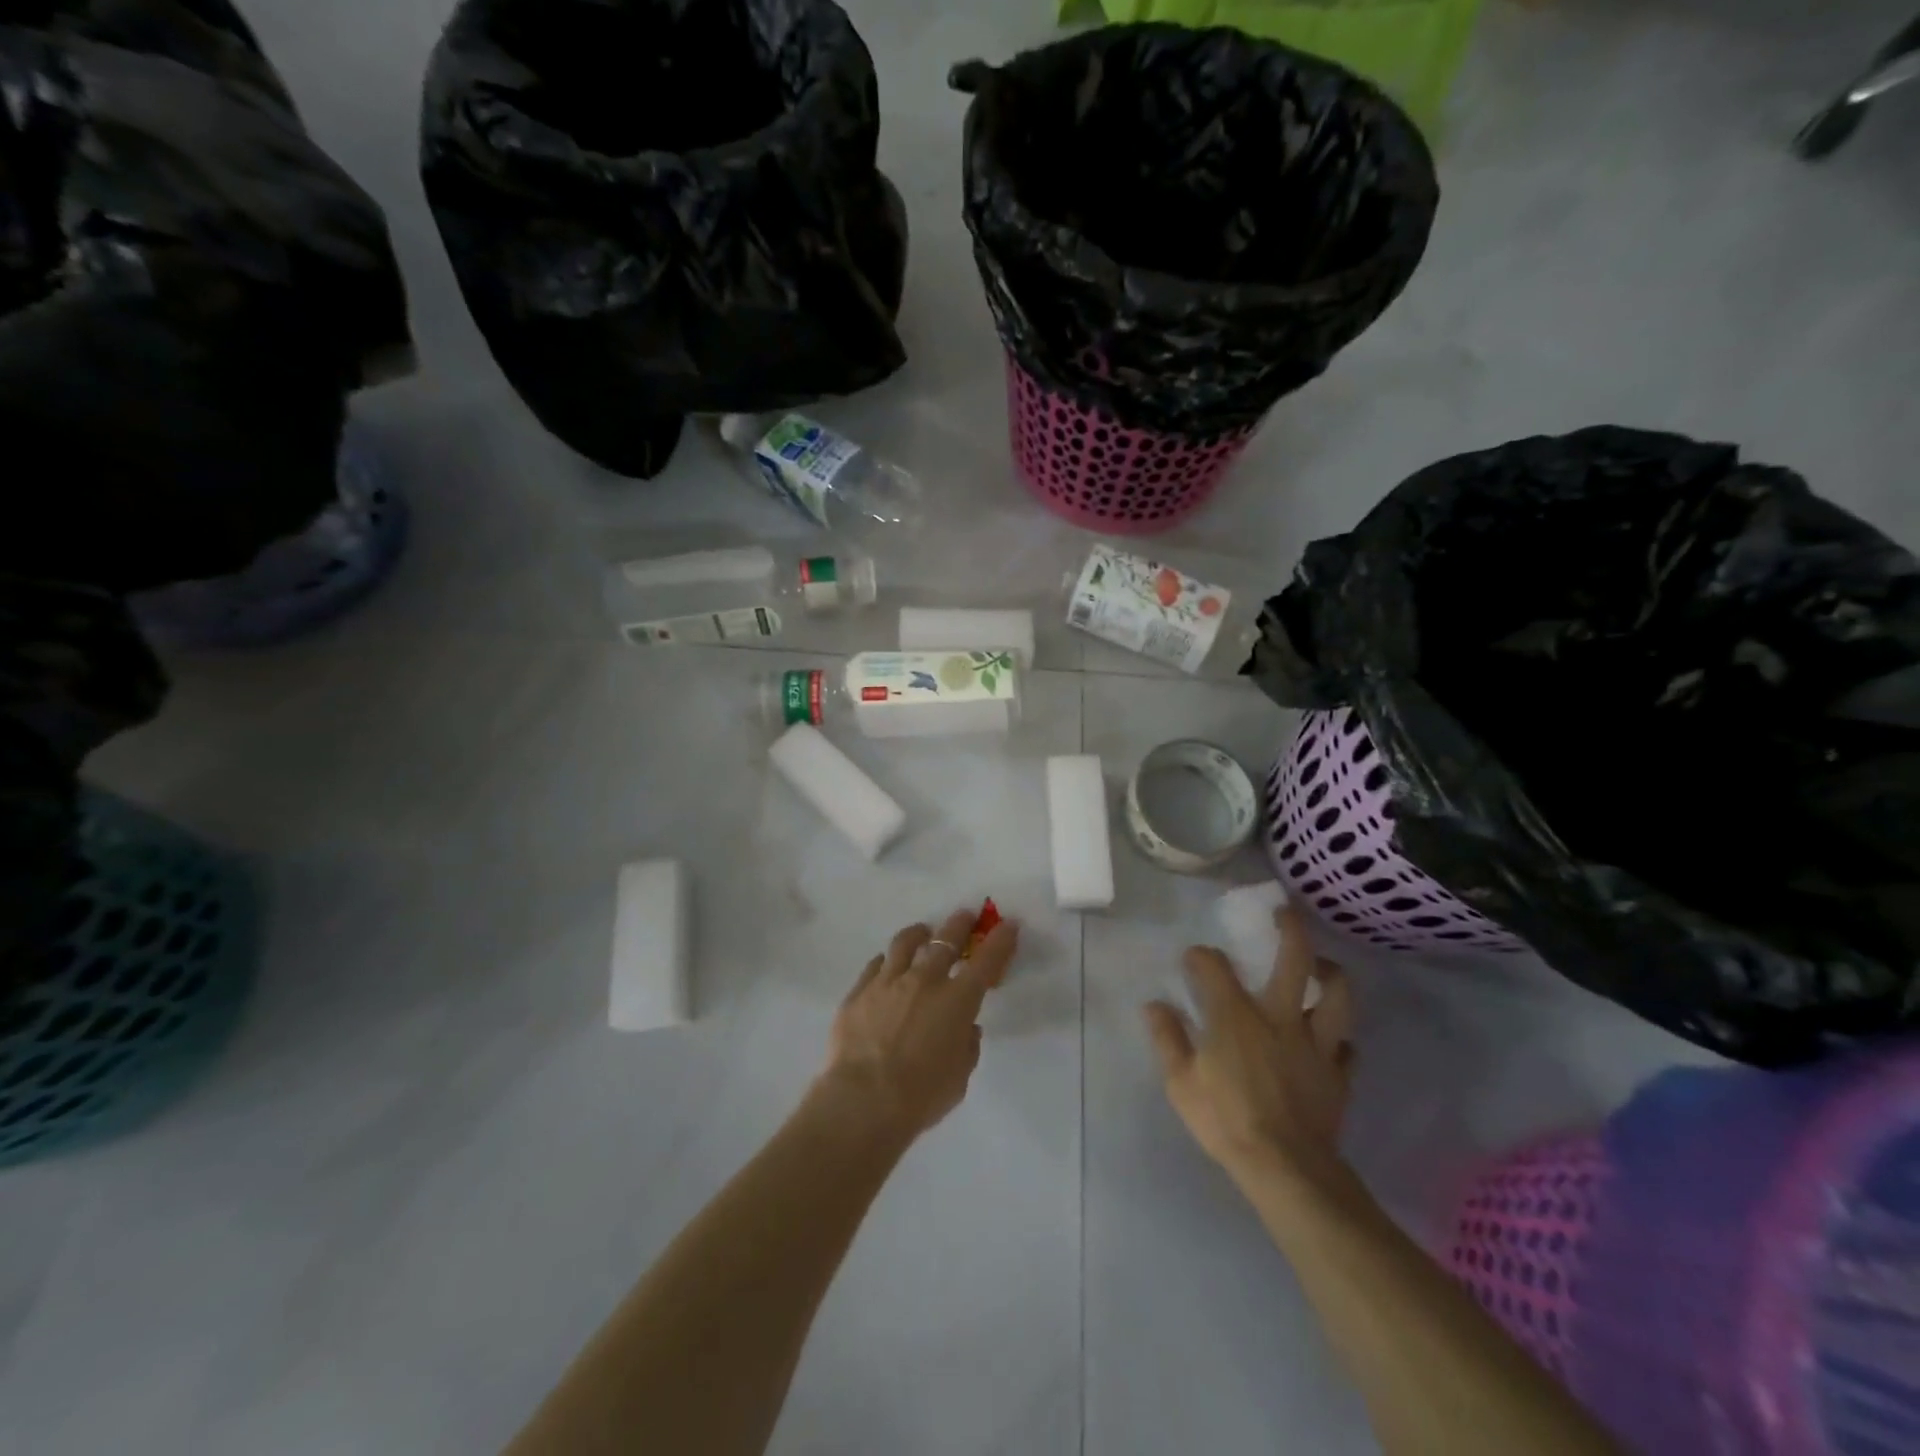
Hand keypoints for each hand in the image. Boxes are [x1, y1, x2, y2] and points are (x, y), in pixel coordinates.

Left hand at [814, 908, 1019, 1143]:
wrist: (862, 1101)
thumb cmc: (920, 1096)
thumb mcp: (959, 1077)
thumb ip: (966, 1046)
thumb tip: (965, 1029)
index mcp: (957, 1001)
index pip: (986, 961)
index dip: (1000, 940)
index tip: (1008, 925)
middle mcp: (924, 980)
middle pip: (946, 940)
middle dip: (960, 924)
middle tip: (965, 916)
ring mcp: (888, 981)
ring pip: (905, 942)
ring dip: (919, 933)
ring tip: (922, 933)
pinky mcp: (859, 991)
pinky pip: (876, 965)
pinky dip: (887, 961)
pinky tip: (887, 966)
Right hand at [1143, 904, 1355, 1186]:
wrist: (1286, 1169)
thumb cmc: (1225, 1121)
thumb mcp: (1180, 1083)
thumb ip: (1167, 1038)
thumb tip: (1154, 1004)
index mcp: (1236, 1016)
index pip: (1215, 965)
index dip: (1201, 956)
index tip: (1194, 960)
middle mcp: (1280, 1017)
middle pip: (1294, 959)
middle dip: (1290, 929)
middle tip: (1283, 914)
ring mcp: (1316, 1044)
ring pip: (1337, 994)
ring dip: (1330, 974)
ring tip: (1320, 968)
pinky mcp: (1339, 1073)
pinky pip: (1349, 1047)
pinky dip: (1340, 1039)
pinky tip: (1331, 1041)